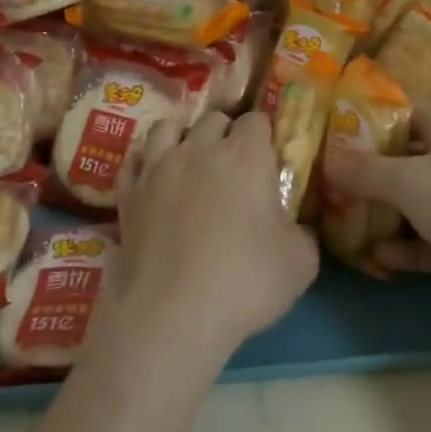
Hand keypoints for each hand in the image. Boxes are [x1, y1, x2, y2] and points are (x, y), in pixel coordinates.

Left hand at [108, 110, 319, 364]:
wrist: (172, 313)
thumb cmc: (245, 281)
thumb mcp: (300, 262)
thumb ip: (301, 234)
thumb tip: (294, 229)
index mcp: (245, 156)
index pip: (256, 120)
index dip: (264, 134)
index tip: (268, 156)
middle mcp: (200, 149)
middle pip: (213, 119)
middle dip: (226, 132)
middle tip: (234, 163)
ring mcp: (158, 168)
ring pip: (167, 127)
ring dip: (182, 135)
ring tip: (189, 158)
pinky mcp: (128, 192)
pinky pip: (134, 159)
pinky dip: (146, 161)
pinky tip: (153, 177)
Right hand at [327, 102, 430, 325]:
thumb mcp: (411, 182)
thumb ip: (366, 171)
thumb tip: (327, 157)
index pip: (402, 113)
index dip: (367, 122)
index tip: (331, 138)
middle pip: (409, 159)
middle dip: (372, 174)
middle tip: (330, 187)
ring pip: (423, 203)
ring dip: (389, 215)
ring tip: (347, 225)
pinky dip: (413, 248)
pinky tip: (381, 259)